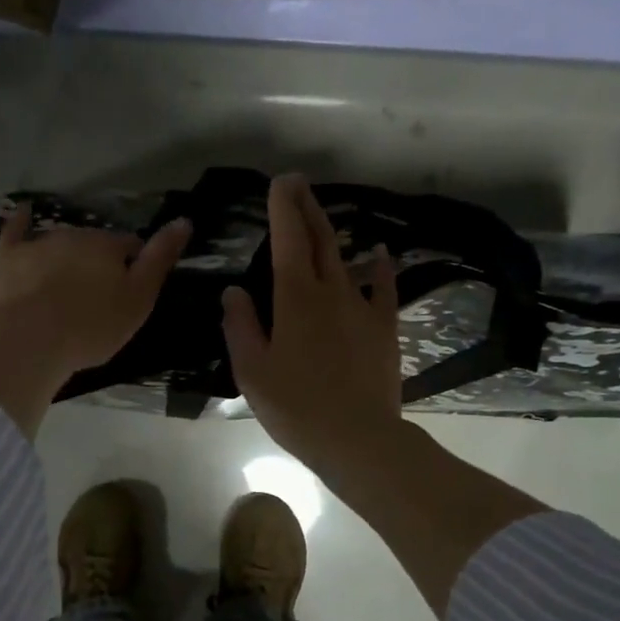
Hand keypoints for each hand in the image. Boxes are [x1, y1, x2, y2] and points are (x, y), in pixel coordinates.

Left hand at [0, 207, 191, 378]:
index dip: (134, 265)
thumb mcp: (138, 300)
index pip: (130, 246)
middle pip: (94, 244)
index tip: (131, 290)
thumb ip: (160, 260)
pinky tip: (22, 212)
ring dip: (66, 256)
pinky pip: (15, 231)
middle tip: (97, 297)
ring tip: (64, 284)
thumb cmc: (92, 326)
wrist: (30, 339)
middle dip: (98, 263)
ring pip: (60, 243)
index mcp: (109, 247)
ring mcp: (39, 244)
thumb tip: (184, 221)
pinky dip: (20, 221)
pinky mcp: (8, 257)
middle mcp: (75, 236)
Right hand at [222, 175, 403, 479]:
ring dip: (332, 234)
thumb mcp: (252, 371)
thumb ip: (240, 326)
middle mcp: (331, 291)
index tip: (280, 182)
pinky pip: (384, 288)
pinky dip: (380, 267)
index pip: (289, 240)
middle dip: (307, 207)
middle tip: (298, 183)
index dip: (284, 208)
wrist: (357, 438)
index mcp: (295, 299)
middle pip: (320, 239)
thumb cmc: (295, 407)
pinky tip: (379, 254)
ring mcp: (363, 308)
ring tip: (322, 217)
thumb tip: (234, 291)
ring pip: (347, 259)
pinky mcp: (384, 329)